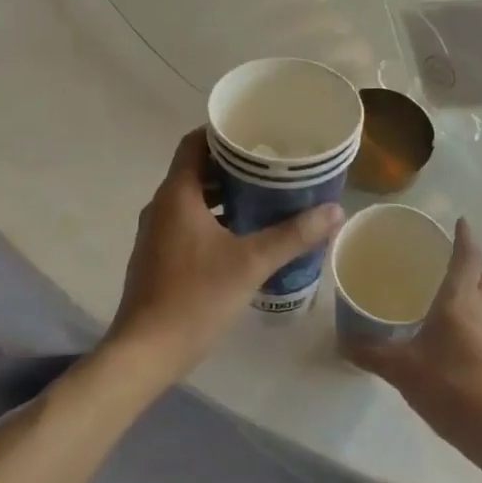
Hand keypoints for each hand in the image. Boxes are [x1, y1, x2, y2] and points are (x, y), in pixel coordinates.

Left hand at [104, 128, 342, 382]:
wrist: (146, 352)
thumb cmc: (195, 297)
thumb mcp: (251, 263)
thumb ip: (293, 235)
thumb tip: (335, 210)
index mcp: (176, 195)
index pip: (194, 144)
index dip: (221, 133)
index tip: (254, 131)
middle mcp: (161, 207)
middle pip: (195, 170)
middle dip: (231, 165)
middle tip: (270, 164)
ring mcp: (157, 234)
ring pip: (192, 199)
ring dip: (224, 194)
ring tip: (264, 195)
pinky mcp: (159, 258)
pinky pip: (188, 222)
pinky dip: (214, 218)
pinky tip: (244, 235)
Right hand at [340, 220, 481, 459]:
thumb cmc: (453, 389)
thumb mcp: (402, 370)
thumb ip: (370, 353)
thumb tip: (339, 340)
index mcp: (460, 302)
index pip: (467, 258)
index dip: (464, 237)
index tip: (460, 219)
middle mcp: (480, 311)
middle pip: (478, 274)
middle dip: (465, 257)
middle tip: (441, 249)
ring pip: (480, 297)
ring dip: (466, 285)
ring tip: (438, 284)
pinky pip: (479, 321)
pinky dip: (465, 311)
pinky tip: (444, 328)